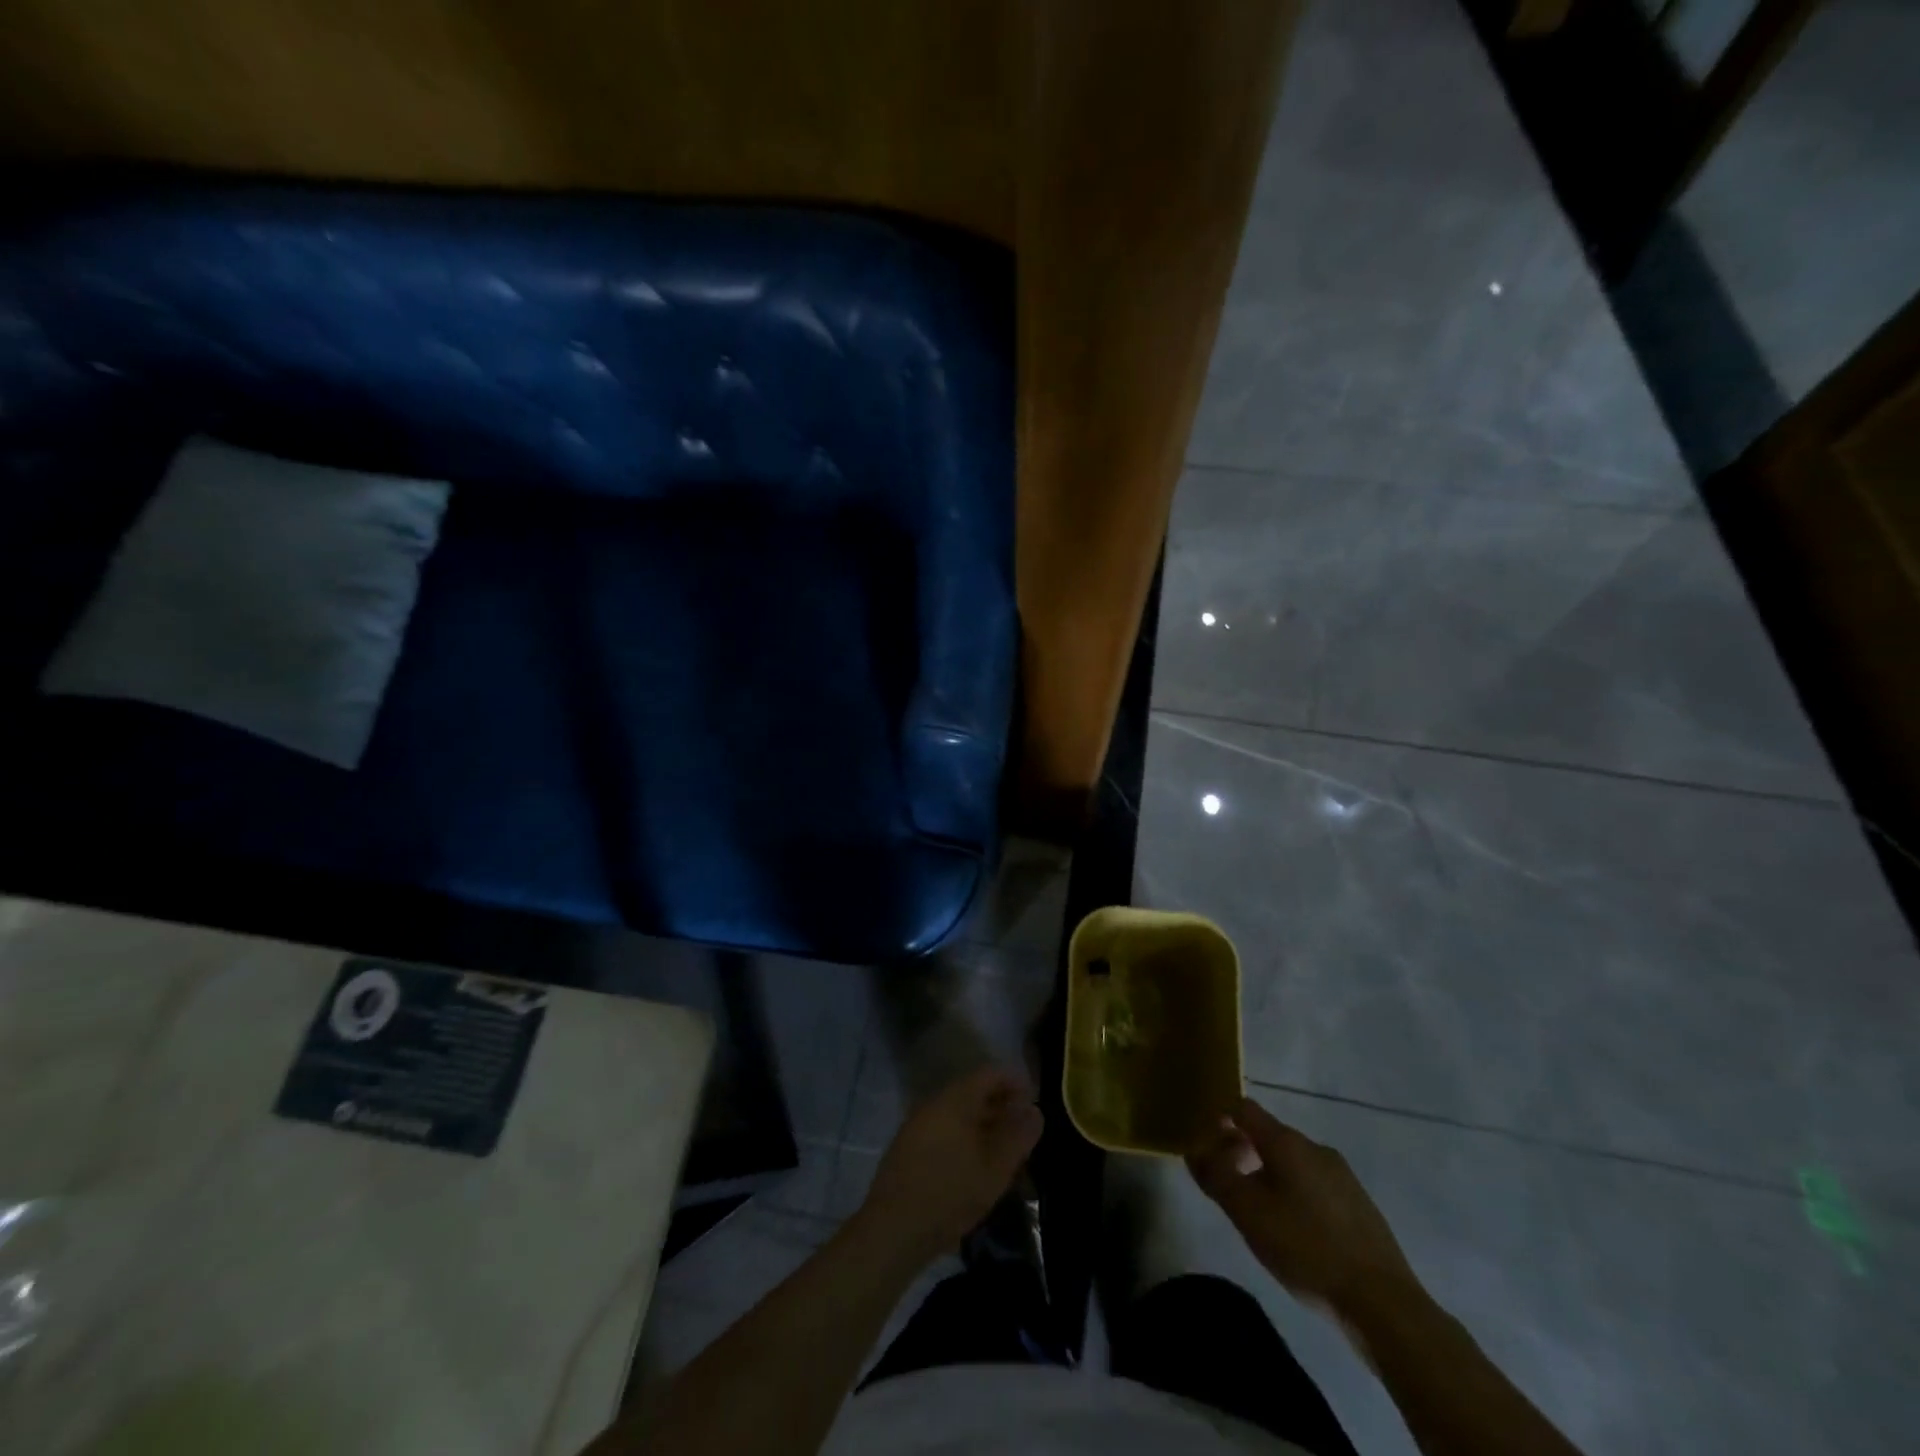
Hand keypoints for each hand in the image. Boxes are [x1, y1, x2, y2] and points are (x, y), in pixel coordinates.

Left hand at [856, 1065, 1043, 1265]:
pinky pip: (944, 1129)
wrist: (893, 1229)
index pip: (990, 1073)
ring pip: (959, 1112)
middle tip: (1023, 1130)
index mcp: (956, 1099)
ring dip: (984, 1124)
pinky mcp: (908, 1146)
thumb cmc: (950, 1193)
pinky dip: (965, 1137)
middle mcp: (935, 1102)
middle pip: (974, 1091)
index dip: (1015, 1082)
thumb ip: (1018, 1136)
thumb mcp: (995, 1169)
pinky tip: (975, 1164)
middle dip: (1001, 1105)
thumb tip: (1034, 1111)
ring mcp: (918, 1123)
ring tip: (1004, 1150)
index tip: (1034, 1102)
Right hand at [1187, 1097, 1420, 1318]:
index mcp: (1287, 1142)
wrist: (1383, 1302)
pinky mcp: (1359, 1203)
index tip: (1205, 1146)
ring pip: (1292, 1161)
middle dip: (1242, 1151)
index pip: (1243, 1108)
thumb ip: (1216, 1176)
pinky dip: (1294, 1193)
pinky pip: (1314, 1183)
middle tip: (1227, 1186)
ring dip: (1268, 1174)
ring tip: (1259, 1213)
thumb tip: (1194, 1150)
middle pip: (1268, 1134)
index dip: (1219, 1119)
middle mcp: (1315, 1147)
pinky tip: (1295, 1231)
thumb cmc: (1306, 1249)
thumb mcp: (1247, 1213)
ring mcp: (1342, 1175)